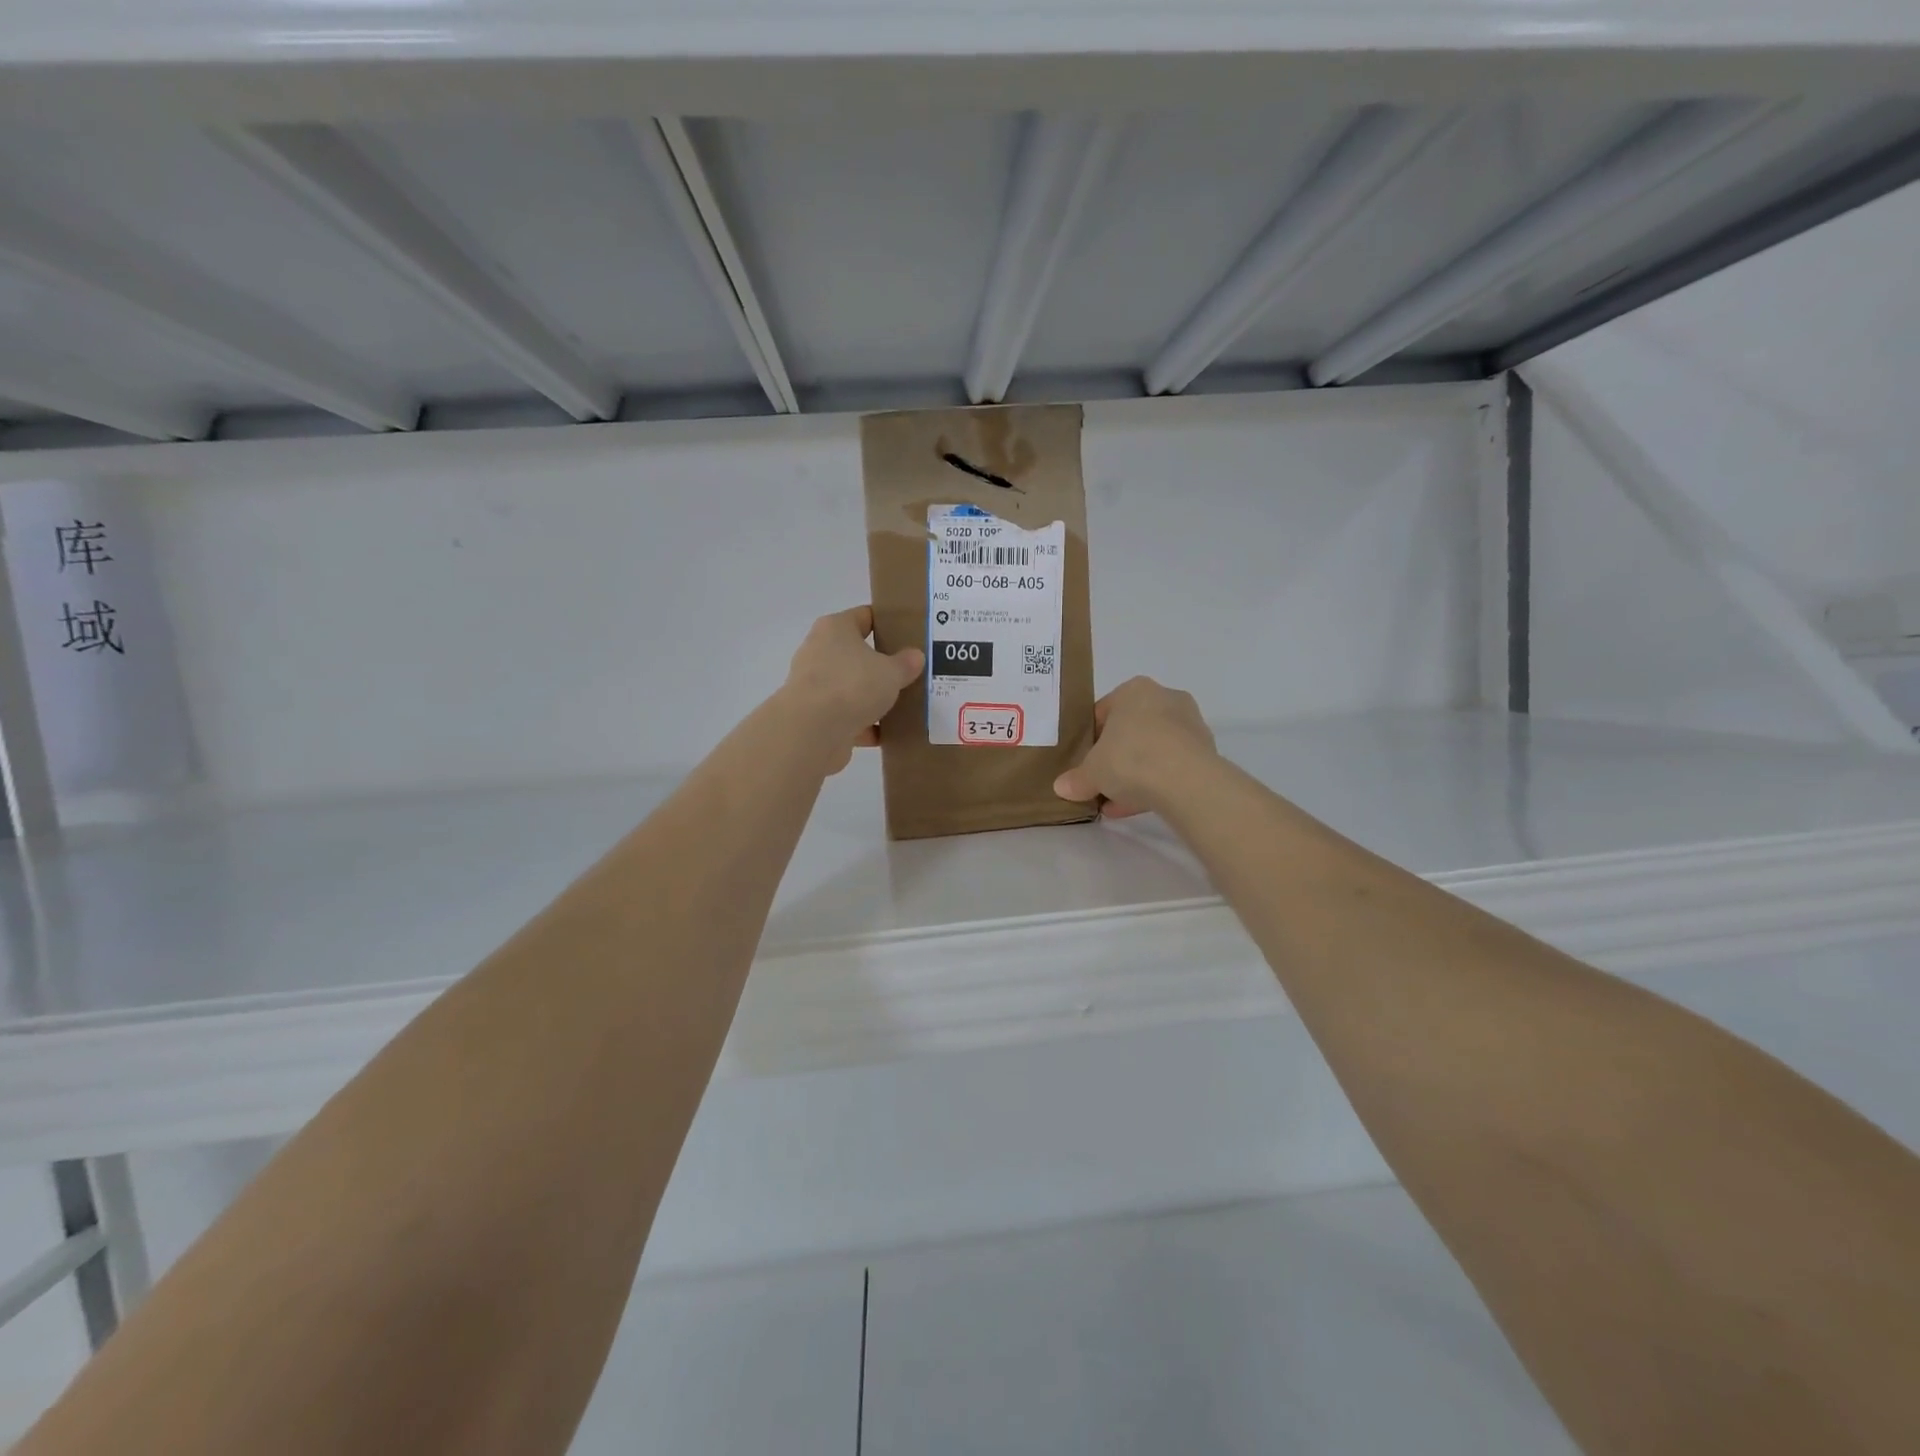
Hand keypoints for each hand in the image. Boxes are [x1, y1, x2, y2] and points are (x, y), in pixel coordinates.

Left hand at [783, 607, 924, 772]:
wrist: (812, 731)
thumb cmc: (852, 685)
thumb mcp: (891, 672)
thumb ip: (906, 663)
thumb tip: (915, 656)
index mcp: (835, 629)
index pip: (865, 616)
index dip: (888, 622)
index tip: (910, 634)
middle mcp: (820, 652)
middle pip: (857, 654)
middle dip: (882, 664)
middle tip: (912, 671)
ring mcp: (816, 686)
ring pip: (852, 688)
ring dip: (873, 697)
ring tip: (905, 704)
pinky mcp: (816, 717)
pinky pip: (847, 717)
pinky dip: (865, 725)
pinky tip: (888, 733)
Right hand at [1054, 677, 1215, 817]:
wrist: (1186, 781)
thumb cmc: (1130, 758)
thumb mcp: (1092, 772)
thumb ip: (1076, 779)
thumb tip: (1061, 787)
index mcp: (1134, 690)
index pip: (1103, 712)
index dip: (1090, 740)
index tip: (1084, 762)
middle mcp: (1164, 698)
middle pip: (1130, 730)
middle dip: (1114, 757)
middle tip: (1100, 781)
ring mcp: (1189, 724)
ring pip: (1152, 749)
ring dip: (1135, 774)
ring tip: (1116, 802)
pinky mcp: (1205, 751)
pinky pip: (1171, 765)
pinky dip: (1155, 782)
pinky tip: (1137, 806)